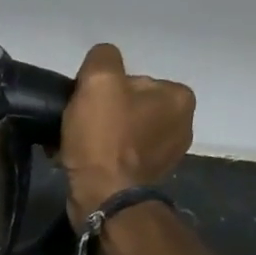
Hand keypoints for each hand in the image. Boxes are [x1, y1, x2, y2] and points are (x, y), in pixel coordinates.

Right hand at [60, 43, 194, 222]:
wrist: (103, 196)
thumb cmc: (105, 138)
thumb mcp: (99, 81)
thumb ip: (103, 58)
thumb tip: (101, 63)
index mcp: (179, 97)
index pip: (132, 81)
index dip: (102, 91)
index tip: (85, 106)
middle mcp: (181, 126)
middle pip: (127, 108)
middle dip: (100, 116)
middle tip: (76, 128)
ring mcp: (165, 157)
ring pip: (120, 134)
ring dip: (96, 139)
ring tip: (73, 148)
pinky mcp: (146, 181)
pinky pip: (117, 159)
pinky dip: (99, 159)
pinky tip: (81, 164)